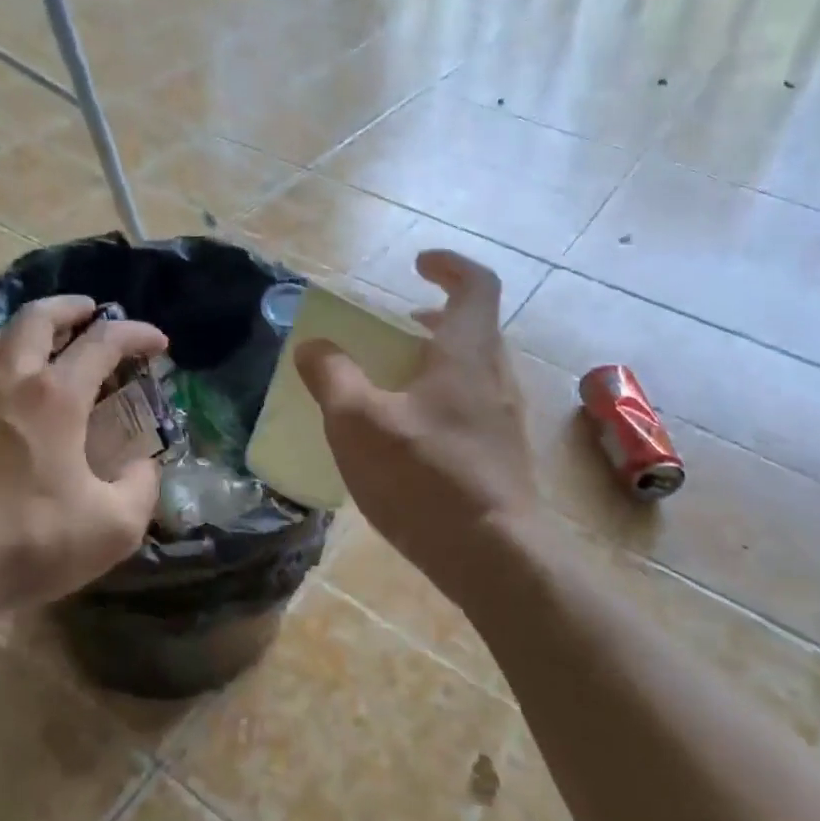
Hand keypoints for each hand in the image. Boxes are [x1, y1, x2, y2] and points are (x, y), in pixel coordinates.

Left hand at [0, 295, 167, 611]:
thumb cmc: (31, 541)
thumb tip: (143, 467)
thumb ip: (141, 489)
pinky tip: (16, 391)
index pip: (102, 342)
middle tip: (93, 313)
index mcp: (55, 397)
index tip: (160, 343)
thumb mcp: (114, 527)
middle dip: (70, 307)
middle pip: (35, 318)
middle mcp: (11, 384)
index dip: (136, 334)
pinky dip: (3, 359)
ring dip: (29, 328)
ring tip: (51, 343)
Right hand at [296, 251, 539, 585]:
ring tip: (391, 385)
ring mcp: (506, 419)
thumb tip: (313, 348)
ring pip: (472, 371)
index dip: (448, 266)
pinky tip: (408, 439)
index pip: (475, 285)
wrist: (494, 556)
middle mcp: (496, 377)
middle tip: (392, 330)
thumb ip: (332, 377)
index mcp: (468, 353)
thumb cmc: (425, 477)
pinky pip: (472, 408)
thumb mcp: (359, 423)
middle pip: (473, 328)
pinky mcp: (504, 456)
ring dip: (434, 363)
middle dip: (431, 320)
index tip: (418, 265)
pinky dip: (441, 401)